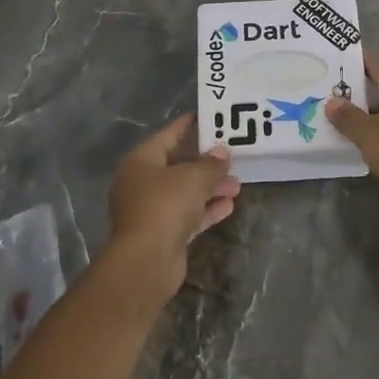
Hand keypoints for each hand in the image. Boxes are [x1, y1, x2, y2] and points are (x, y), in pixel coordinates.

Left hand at [105, 115, 239, 297]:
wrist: (146, 261)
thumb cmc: (165, 206)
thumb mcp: (193, 178)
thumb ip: (210, 163)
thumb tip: (222, 152)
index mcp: (141, 161)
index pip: (168, 135)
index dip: (189, 125)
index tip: (210, 117)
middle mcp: (142, 182)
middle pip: (178, 165)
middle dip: (206, 163)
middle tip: (232, 157)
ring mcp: (151, 210)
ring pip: (185, 192)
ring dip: (210, 188)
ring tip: (237, 184)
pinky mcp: (162, 233)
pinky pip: (187, 215)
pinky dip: (206, 209)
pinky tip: (229, 205)